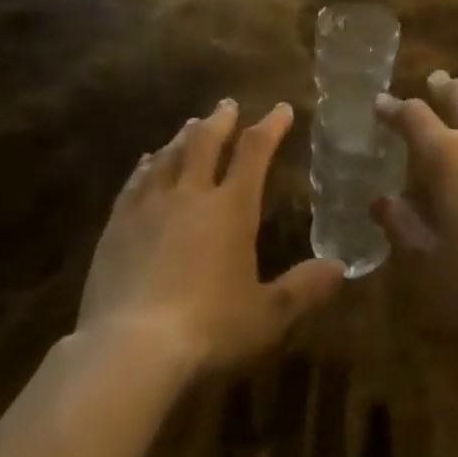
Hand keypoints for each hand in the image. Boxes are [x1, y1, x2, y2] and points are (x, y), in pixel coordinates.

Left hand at [78, 100, 345, 377]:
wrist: (130, 352)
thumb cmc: (208, 330)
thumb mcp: (267, 317)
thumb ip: (303, 289)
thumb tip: (340, 268)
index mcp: (231, 208)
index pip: (255, 152)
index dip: (270, 126)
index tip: (281, 108)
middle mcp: (191, 195)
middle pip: (206, 142)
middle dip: (220, 120)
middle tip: (228, 104)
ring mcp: (149, 207)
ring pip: (169, 156)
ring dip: (184, 136)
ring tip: (192, 124)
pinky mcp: (117, 226)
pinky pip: (134, 183)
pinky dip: (146, 166)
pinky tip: (146, 161)